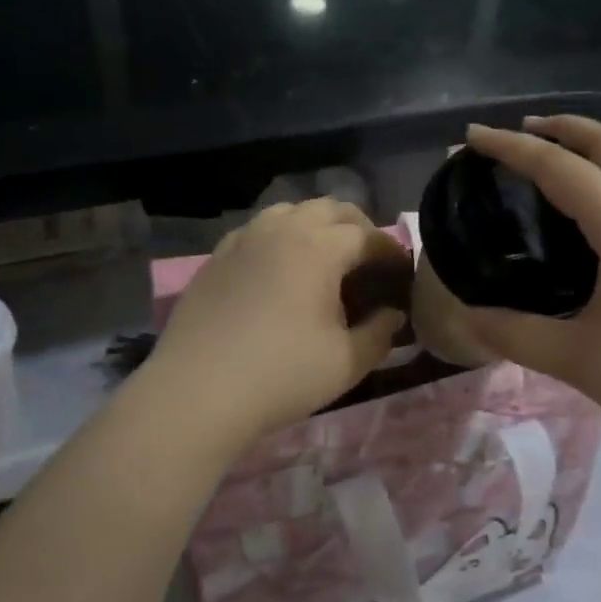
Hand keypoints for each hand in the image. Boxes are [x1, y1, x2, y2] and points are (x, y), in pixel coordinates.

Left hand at [144, 198, 407, 444]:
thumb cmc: (281, 376)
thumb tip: (394, 314)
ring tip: (324, 258)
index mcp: (319, 247)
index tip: (402, 273)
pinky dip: (280, 237)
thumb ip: (380, 333)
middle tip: (368, 262)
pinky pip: (257, 229)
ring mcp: (244, 239)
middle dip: (357, 228)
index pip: (368, 236)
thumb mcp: (347, 362)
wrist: (198, 392)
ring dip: (316, 225)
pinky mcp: (217, 256)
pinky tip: (279, 269)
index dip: (391, 251)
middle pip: (330, 208)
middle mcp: (282, 230)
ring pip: (290, 211)